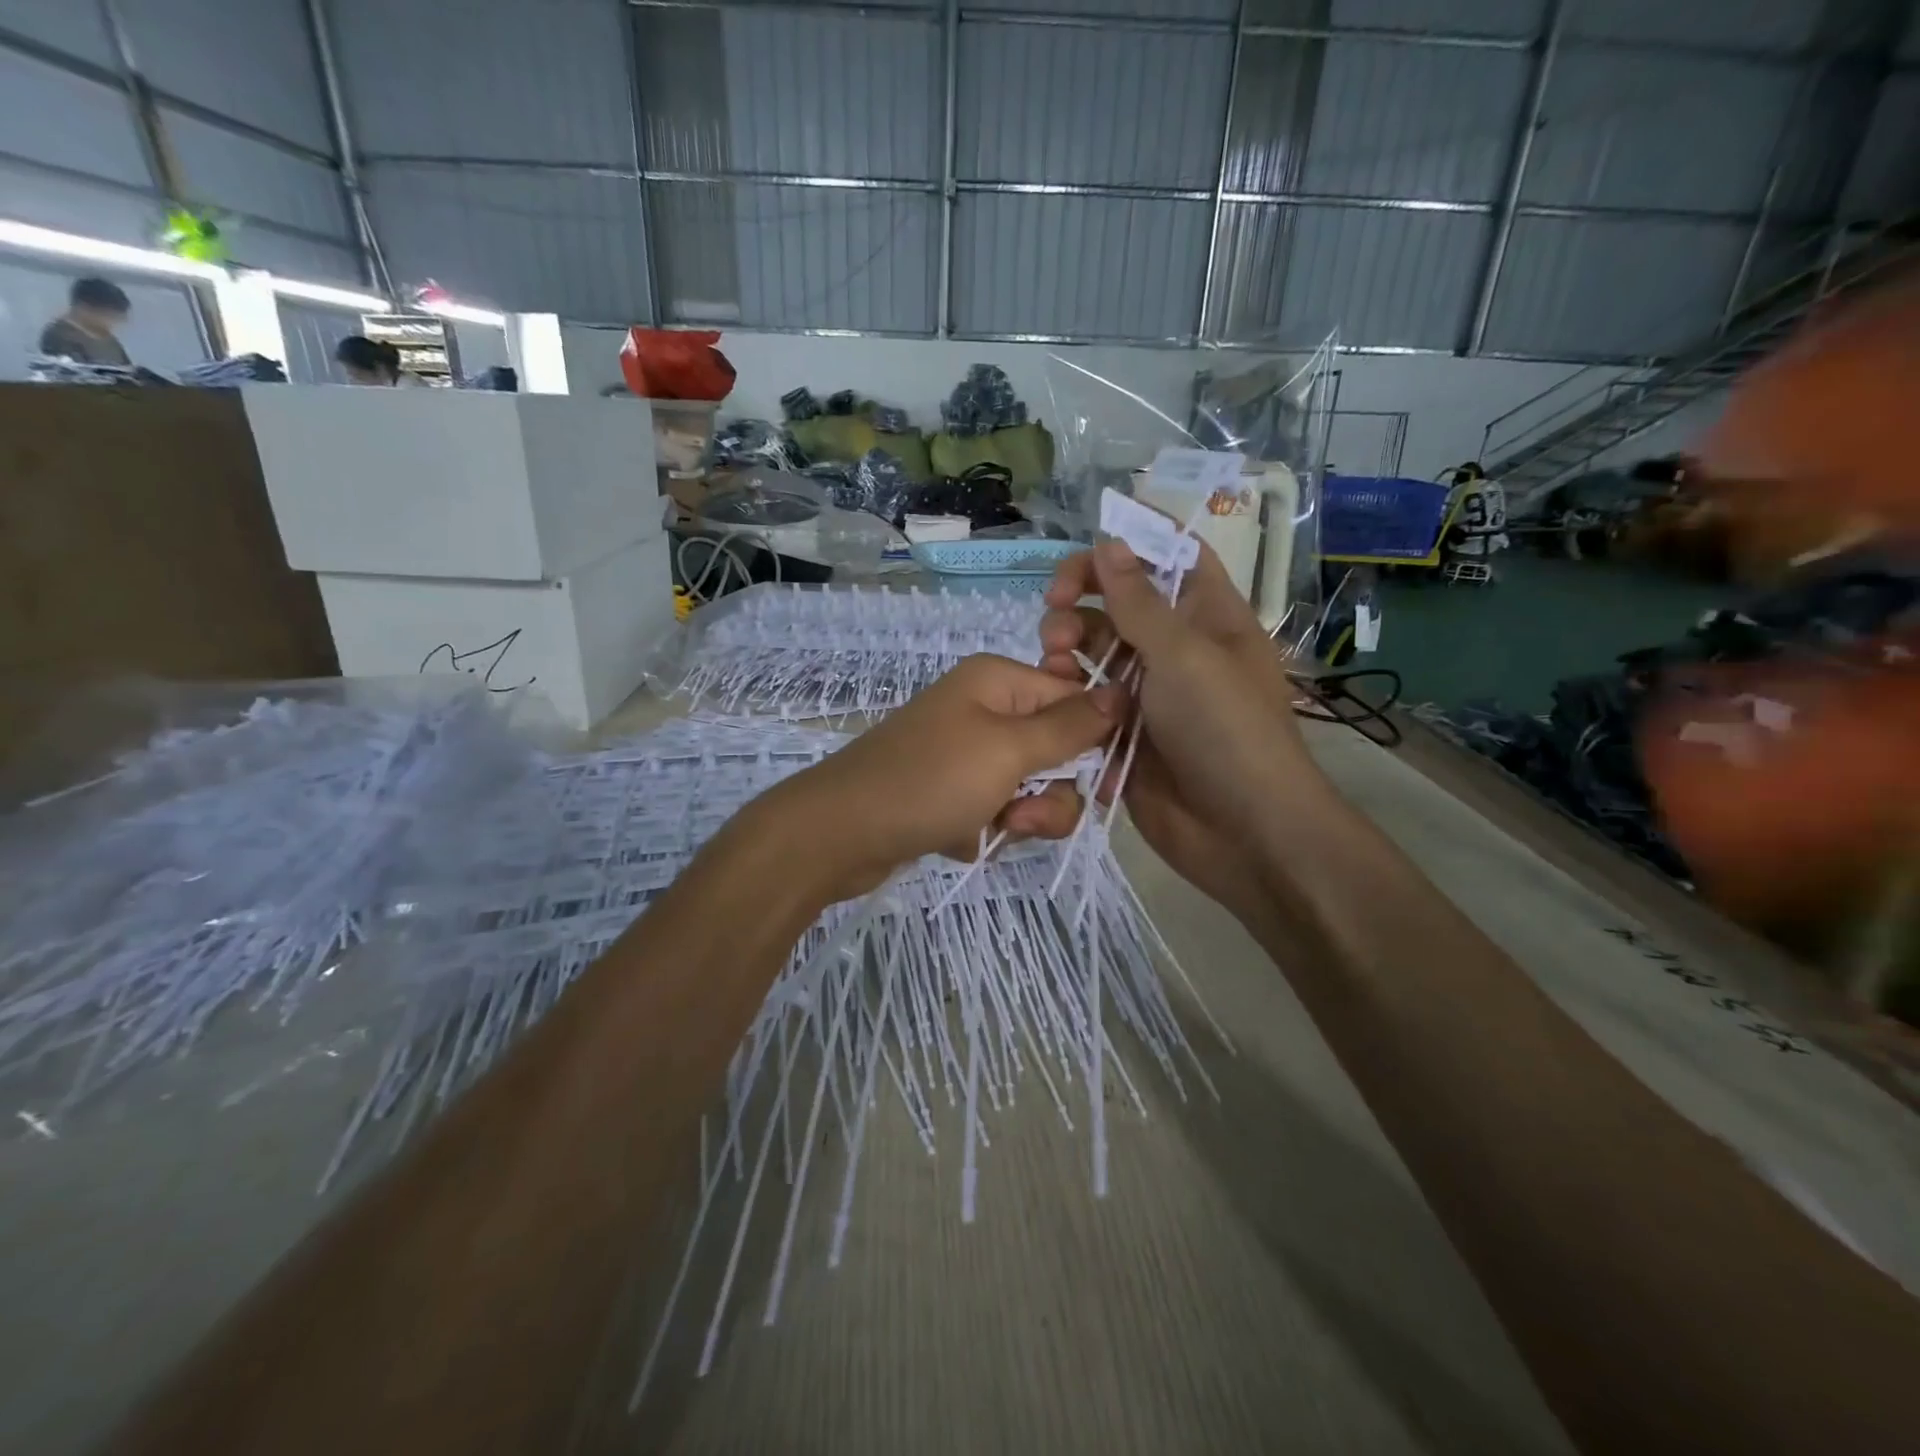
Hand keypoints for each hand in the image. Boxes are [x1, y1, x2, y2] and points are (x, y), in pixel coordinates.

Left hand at [759, 653, 1121, 902]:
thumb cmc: (929, 781)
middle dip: (1048, 793)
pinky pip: (995, 810)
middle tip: (1021, 814)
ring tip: (986, 830)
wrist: (838, 833)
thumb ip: (1069, 726)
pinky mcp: (950, 792)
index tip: (1104, 787)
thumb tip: (1124, 691)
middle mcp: (984, 710)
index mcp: (998, 681)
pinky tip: (956, 839)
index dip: (1096, 743)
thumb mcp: (1008, 750)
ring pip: (1028, 788)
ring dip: (1019, 817)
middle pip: (1055, 751)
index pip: (1076, 700)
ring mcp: (964, 753)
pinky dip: (986, 830)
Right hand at [1040, 540, 1343, 921]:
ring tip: (1053, 663)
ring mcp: (1148, 693)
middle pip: (1120, 602)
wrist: (1242, 832)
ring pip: (1095, 651)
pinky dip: (1068, 694)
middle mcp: (1176, 649)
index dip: (1132, 542)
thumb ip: (1139, 601)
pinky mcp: (1123, 733)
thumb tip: (1109, 541)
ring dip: (1068, 647)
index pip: (1170, 557)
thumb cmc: (1225, 730)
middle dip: (1081, 600)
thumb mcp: (1184, 655)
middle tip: (1054, 612)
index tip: (1084, 549)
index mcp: (1207, 617)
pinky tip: (1055, 698)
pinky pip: (1087, 700)